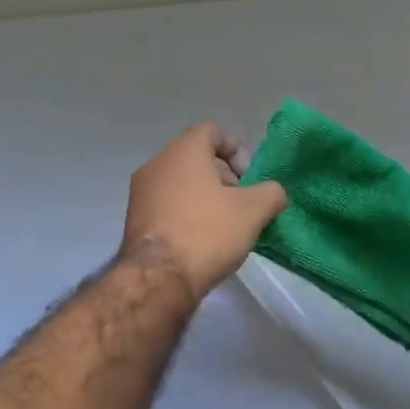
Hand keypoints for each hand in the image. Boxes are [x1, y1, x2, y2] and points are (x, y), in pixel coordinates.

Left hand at [121, 123, 288, 301]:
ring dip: (206, 198)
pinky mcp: (135, 220)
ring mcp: (141, 193)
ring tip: (226, 227)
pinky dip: (188, 215)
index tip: (250, 178)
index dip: (238, 150)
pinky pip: (168, 206)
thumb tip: (274, 193)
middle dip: (225, 178)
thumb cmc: (208, 232)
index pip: (213, 131)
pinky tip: (203, 241)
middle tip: (242, 205)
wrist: (160, 278)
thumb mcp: (254, 211)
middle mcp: (156, 164)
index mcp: (183, 151)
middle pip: (197, 158)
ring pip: (182, 184)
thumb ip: (271, 193)